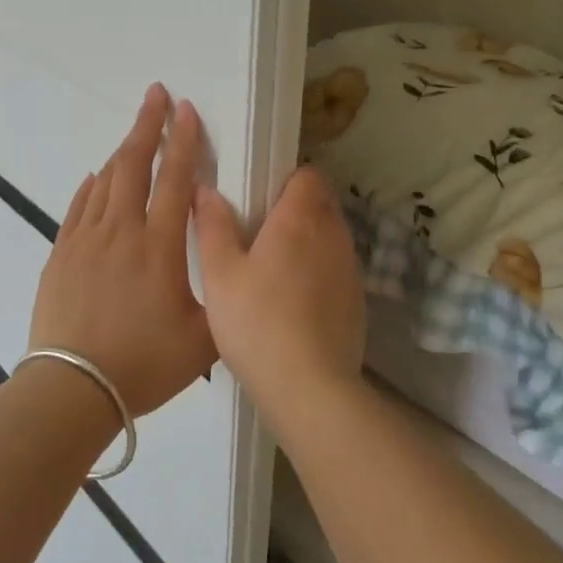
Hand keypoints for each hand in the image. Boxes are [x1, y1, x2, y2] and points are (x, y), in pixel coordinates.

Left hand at [29, 84, 215, 416]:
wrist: (72, 388)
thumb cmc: (144, 364)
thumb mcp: (203, 339)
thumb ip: (222, 296)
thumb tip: (230, 264)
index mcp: (159, 246)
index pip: (174, 179)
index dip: (183, 141)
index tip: (186, 109)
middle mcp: (121, 231)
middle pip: (134, 164)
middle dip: (147, 125)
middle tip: (156, 94)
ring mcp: (86, 239)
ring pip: (105, 180)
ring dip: (122, 152)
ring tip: (135, 134)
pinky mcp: (61, 253)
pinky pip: (78, 206)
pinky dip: (91, 186)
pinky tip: (97, 177)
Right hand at [192, 167, 366, 412]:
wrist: (310, 388)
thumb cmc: (257, 323)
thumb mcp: (220, 274)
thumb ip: (213, 226)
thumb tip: (206, 189)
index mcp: (301, 218)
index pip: (308, 174)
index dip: (286, 179)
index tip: (261, 196)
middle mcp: (333, 234)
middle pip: (321, 202)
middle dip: (296, 208)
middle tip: (259, 232)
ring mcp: (350, 268)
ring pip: (330, 236)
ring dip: (308, 241)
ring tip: (274, 269)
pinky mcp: (357, 299)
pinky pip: (337, 268)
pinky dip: (319, 272)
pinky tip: (294, 302)